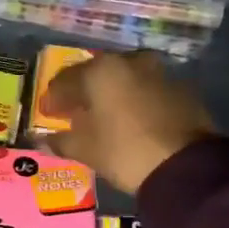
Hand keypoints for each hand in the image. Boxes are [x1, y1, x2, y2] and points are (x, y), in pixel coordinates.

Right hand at [45, 50, 215, 193]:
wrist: (186, 165)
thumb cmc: (125, 152)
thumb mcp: (86, 150)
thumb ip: (61, 141)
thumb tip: (43, 140)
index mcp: (101, 71)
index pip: (65, 80)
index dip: (52, 99)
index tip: (47, 113)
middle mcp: (129, 62)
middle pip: (97, 74)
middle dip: (83, 92)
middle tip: (73, 112)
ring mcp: (159, 72)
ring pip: (124, 79)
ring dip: (110, 94)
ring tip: (103, 117)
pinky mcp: (181, 88)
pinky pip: (146, 90)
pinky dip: (133, 101)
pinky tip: (130, 121)